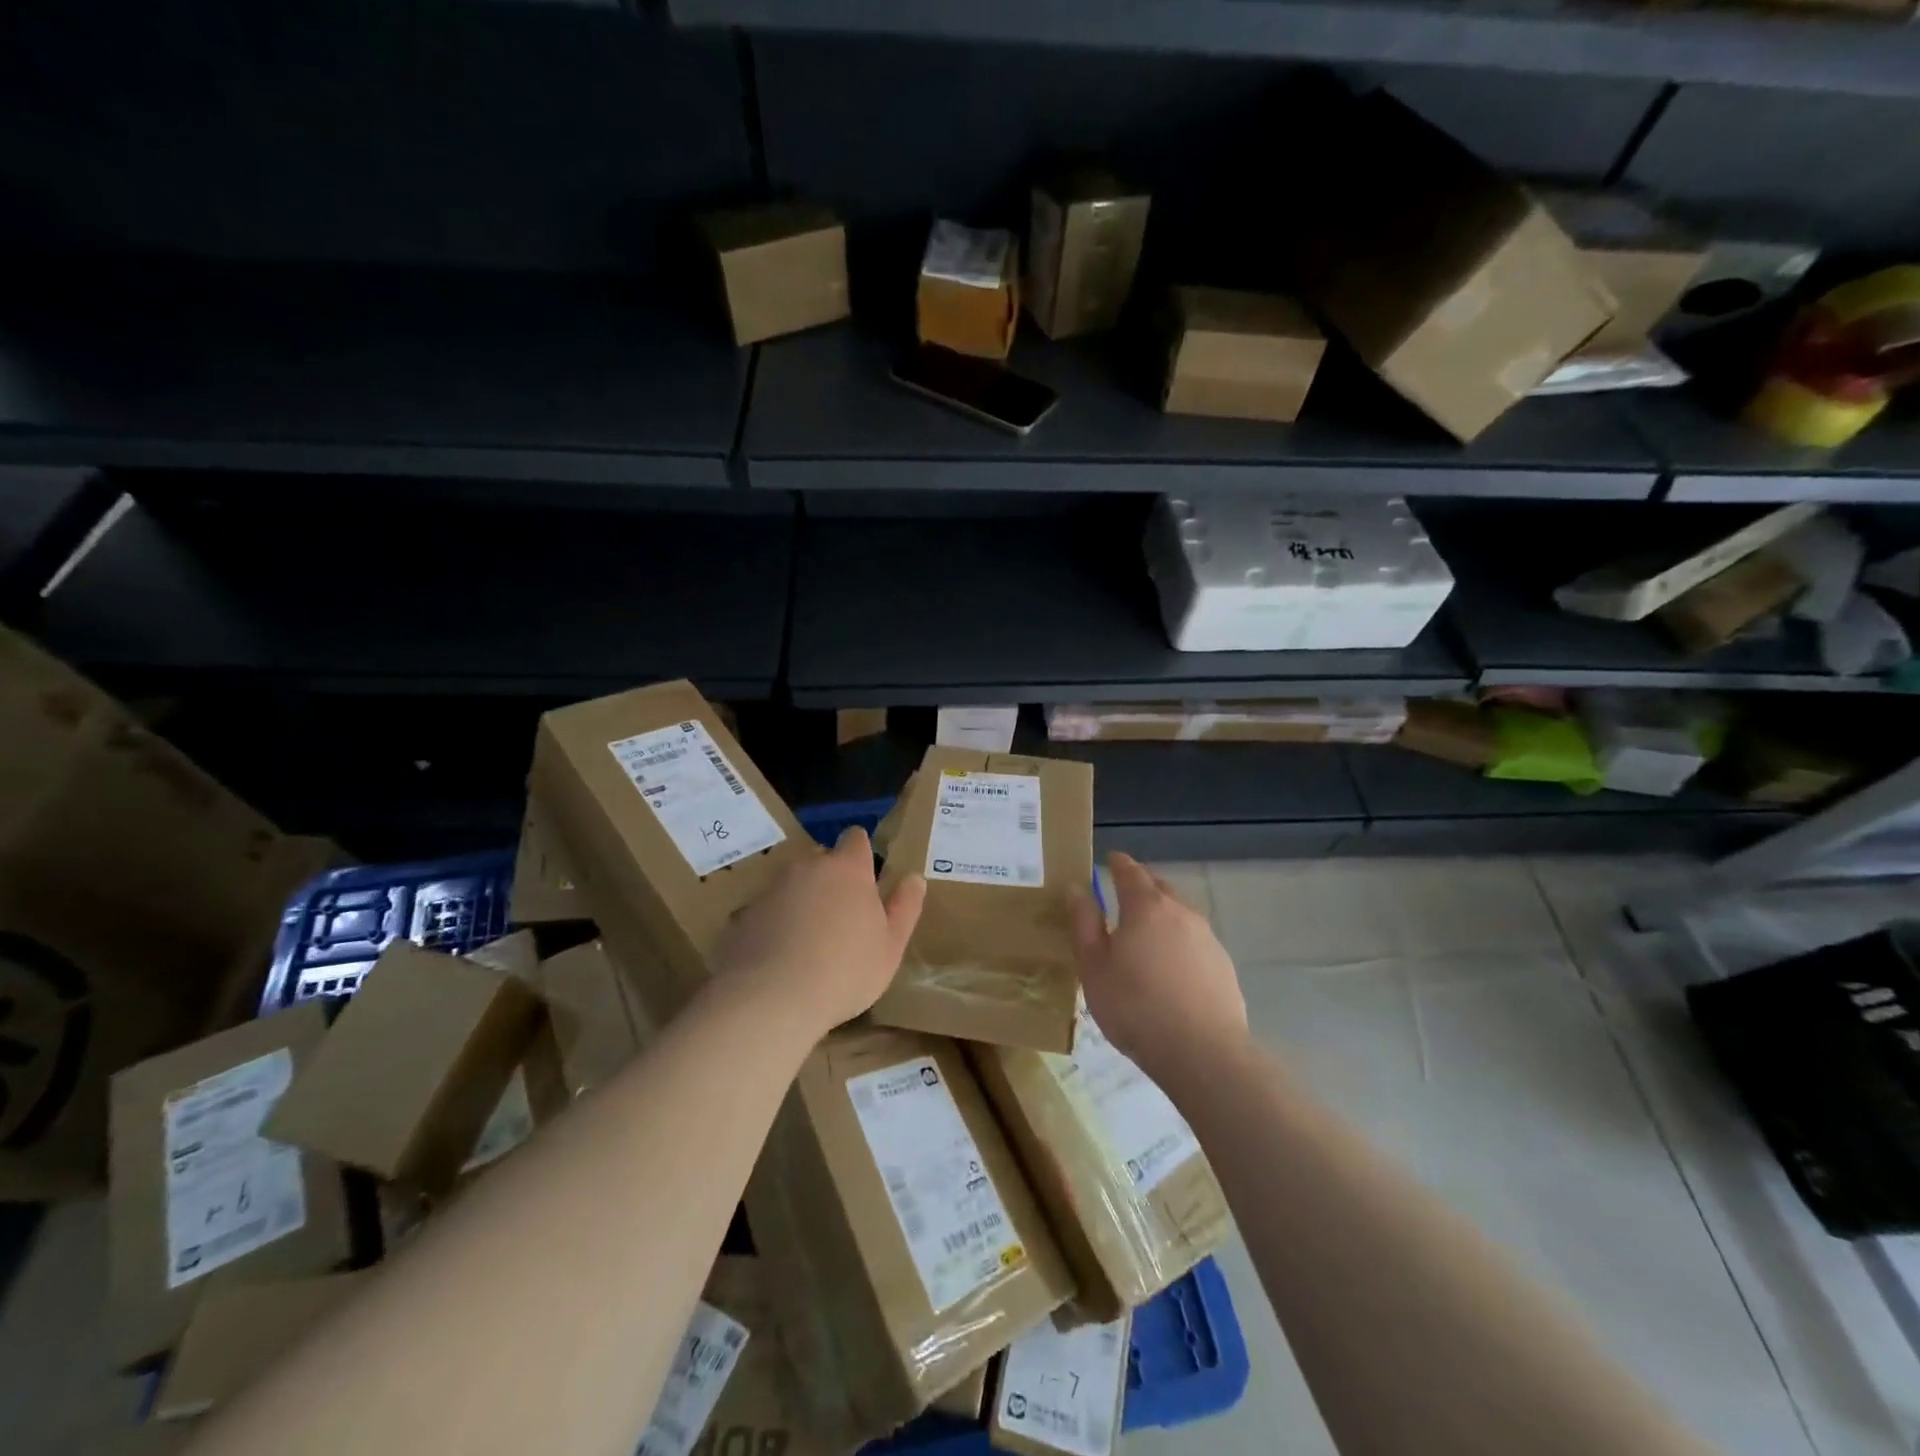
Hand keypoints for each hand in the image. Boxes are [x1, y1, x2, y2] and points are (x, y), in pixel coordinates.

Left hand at [712, 827, 925, 1035]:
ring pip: (793, 885)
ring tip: (808, 940)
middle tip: (841, 915)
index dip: (861, 853)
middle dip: (830, 878)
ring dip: (802, 901)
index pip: (856, 839)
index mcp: (848, 869)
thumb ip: (905, 908)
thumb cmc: (845, 971)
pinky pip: (768, 911)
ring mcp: (772, 889)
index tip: (866, 876)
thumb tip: (914, 878)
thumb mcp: (890, 946)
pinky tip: (781, 957)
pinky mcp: (744, 915)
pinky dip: (776, 924)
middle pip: (821, 860)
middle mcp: (808, 868)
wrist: (771, 1000)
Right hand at [1071, 853, 1247, 1088]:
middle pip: (1159, 888)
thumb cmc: (1136, 1007)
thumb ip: (1084, 924)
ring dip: (1161, 915)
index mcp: (1146, 907)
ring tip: (1145, 935)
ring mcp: (1207, 938)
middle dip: (1141, 885)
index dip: (1118, 863)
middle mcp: (1181, 912)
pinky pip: (1194, 941)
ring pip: (1180, 914)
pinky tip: (1171, 967)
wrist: (1204, 1053)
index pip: (1131, 871)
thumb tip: (1077, 889)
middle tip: (1122, 894)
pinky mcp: (1223, 965)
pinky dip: (1179, 942)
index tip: (1110, 859)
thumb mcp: (1094, 967)